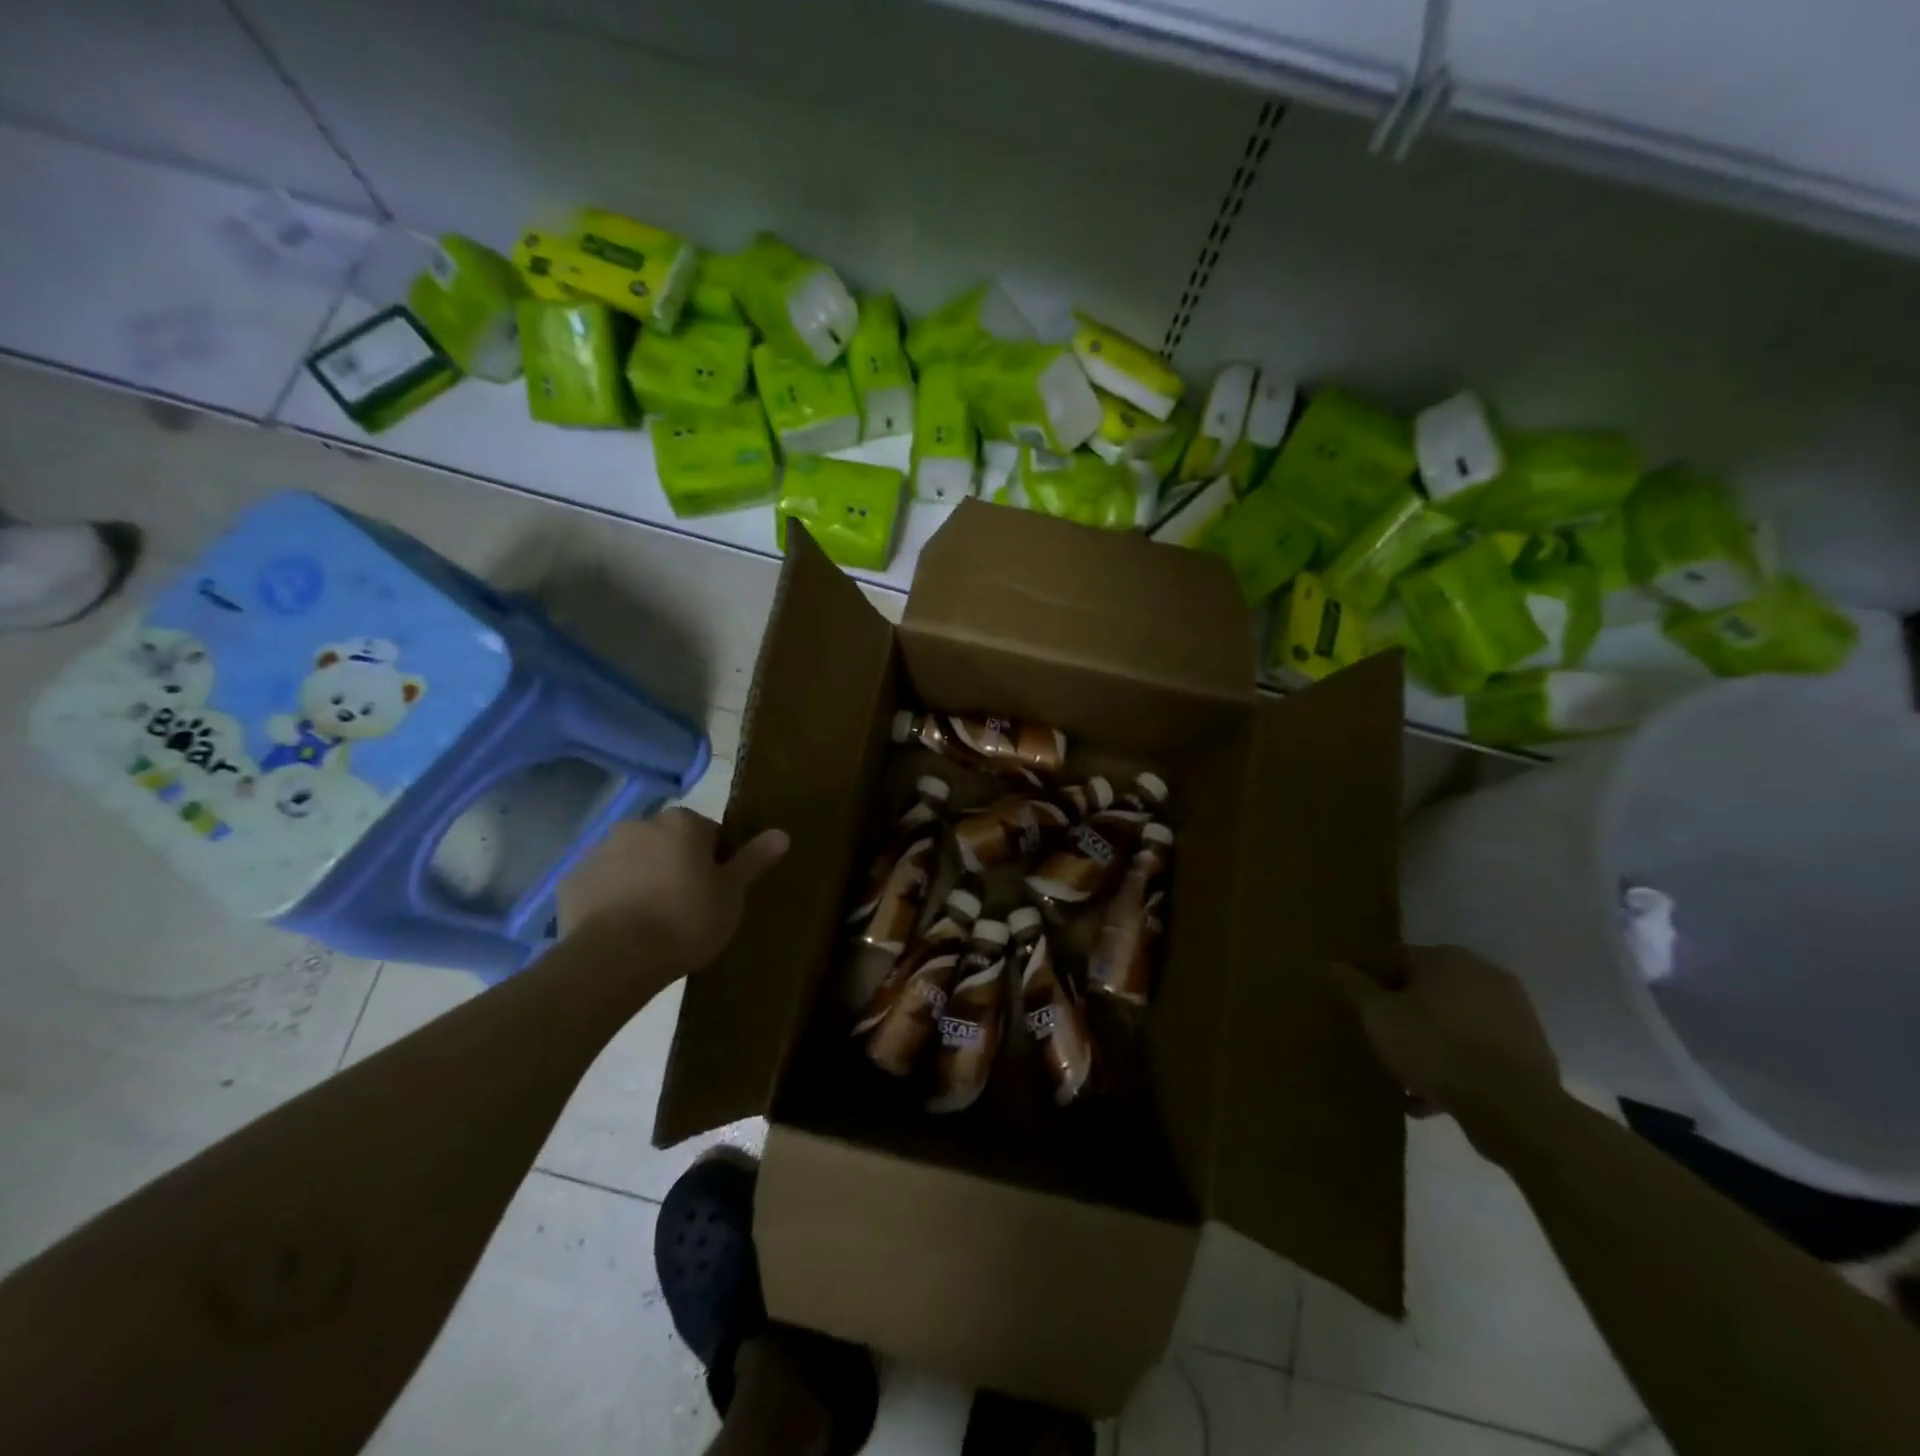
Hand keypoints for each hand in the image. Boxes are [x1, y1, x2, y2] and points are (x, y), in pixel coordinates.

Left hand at [559, 809, 788, 972]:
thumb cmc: (686, 920)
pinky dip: (612, 898)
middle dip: (677, 866)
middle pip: (668, 842)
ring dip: (644, 879)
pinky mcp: (572, 880)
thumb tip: (782, 833)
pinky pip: (602, 884)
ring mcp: (600, 850)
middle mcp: (639, 824)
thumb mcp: (732, 894)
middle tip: (687, 907)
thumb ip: (753, 860)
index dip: (716, 862)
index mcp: (682, 822)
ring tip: (652, 922)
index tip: (716, 893)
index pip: (709, 833)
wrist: (615, 958)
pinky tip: (622, 929)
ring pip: (633, 861)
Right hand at [1332, 945, 1559, 1135]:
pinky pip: (1479, 1052)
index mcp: (1447, 957)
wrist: (1513, 1107)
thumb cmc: (1435, 1046)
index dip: (1374, 984)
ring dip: (1430, 1045)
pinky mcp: (1530, 1051)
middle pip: (1427, 991)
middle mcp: (1484, 974)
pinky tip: (1432, 1098)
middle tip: (1382, 1042)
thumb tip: (1334, 964)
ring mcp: (1513, 1013)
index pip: (1397, 959)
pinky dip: (1457, 1067)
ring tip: (1405, 1078)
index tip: (1361, 1010)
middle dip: (1404, 1016)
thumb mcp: (1378, 1015)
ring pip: (1453, 1024)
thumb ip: (1354, 987)